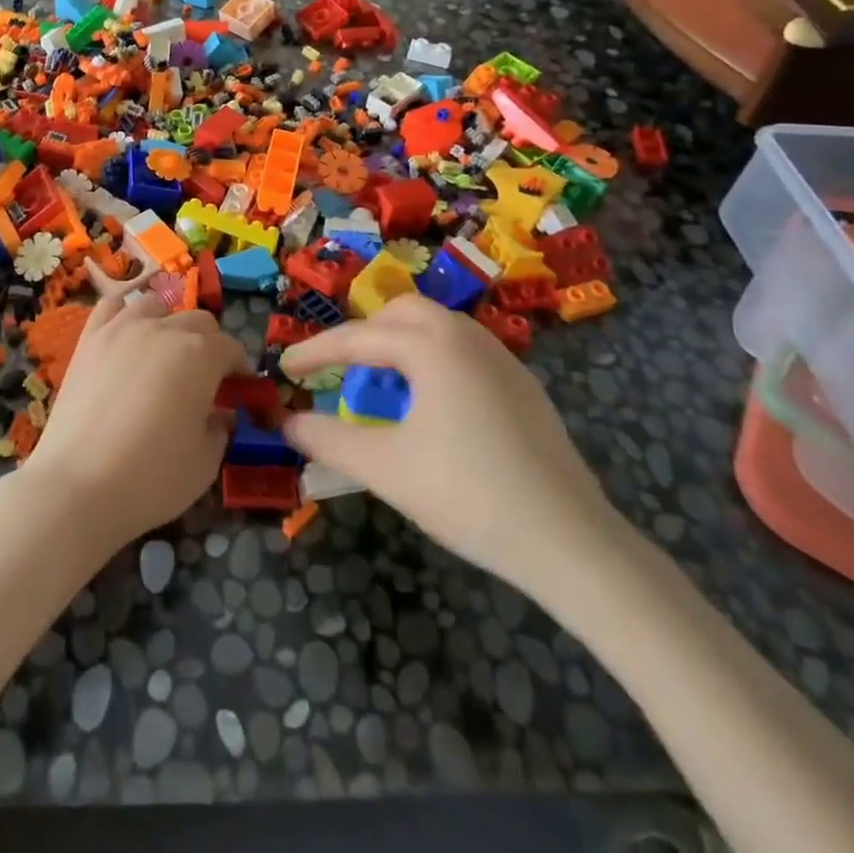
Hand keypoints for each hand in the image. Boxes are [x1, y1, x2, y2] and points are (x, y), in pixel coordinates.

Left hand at [20, 290, 246, 553]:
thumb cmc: (151, 478)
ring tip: (164, 354)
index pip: (231, 348)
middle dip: (210, 345)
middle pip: (198, 321)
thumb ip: (220, 429)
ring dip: (169, 324)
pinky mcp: (89, 338)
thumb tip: (221, 414)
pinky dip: (126, 314)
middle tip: (205, 379)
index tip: (238, 389)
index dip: (239, 368)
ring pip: (156, 306)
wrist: (77, 486)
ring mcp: (122, 328)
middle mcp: (165, 329)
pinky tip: (127, 335)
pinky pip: (112, 307)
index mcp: (201, 355)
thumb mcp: (205, 462)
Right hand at [280, 295, 628, 602]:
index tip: (284, 368)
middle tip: (340, 371)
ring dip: (400, 345)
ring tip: (382, 388)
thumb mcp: (385, 468)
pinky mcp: (523, 386)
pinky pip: (464, 352)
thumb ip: (327, 440)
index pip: (358, 338)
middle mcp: (467, 337)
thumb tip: (287, 424)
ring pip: (437, 328)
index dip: (315, 352)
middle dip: (364, 336)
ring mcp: (502, 359)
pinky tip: (432, 408)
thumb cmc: (467, 495)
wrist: (570, 540)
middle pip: (402, 314)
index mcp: (432, 346)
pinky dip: (433, 362)